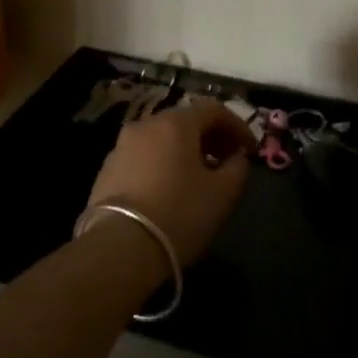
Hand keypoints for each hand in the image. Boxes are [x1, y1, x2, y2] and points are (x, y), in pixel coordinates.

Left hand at [88, 99, 253, 264]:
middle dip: (211, 137)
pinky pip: (144, 156)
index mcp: (175, 123)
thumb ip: (237, 168)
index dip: (237, 126)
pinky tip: (170, 189)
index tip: (250, 150)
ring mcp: (121, 146)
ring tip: (200, 177)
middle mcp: (146, 124)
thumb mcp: (222, 194)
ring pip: (162, 138)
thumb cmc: (179, 214)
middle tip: (228, 161)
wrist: (118, 247)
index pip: (213, 109)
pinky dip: (163, 163)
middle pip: (185, 121)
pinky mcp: (107, 169)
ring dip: (186, 151)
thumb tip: (236, 157)